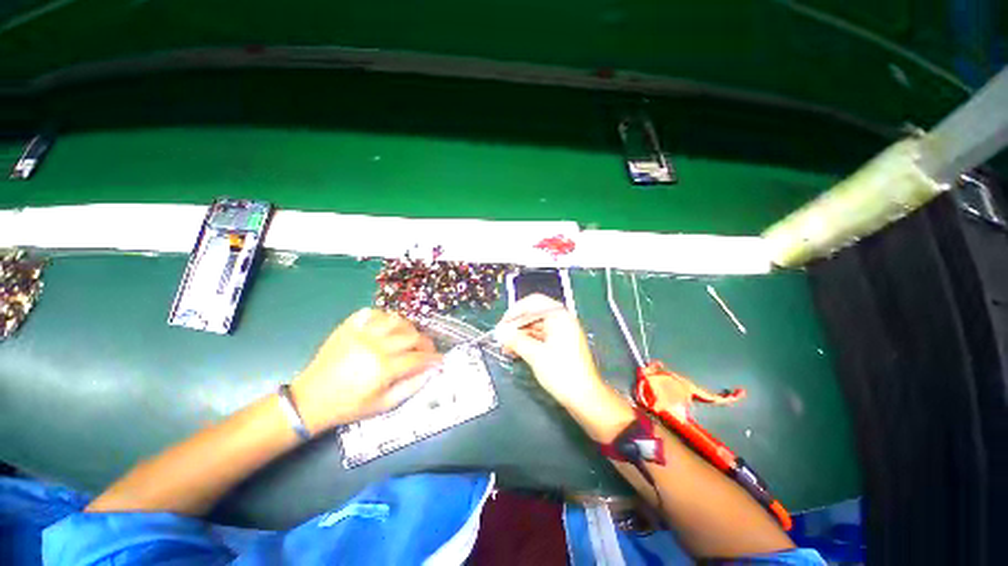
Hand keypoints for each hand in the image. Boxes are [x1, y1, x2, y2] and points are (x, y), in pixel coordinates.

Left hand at [291, 309, 441, 433]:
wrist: (310, 399)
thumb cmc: (349, 406)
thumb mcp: (383, 405)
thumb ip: (411, 387)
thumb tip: (432, 371)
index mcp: (383, 368)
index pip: (418, 358)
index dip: (433, 359)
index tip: (441, 360)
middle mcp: (375, 346)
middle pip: (411, 335)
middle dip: (425, 343)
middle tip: (427, 350)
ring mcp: (361, 333)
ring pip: (396, 320)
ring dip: (408, 328)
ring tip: (409, 337)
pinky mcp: (348, 327)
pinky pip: (373, 313)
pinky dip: (385, 317)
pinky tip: (388, 327)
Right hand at [494, 294, 634, 441]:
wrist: (585, 397)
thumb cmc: (561, 372)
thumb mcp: (535, 355)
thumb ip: (516, 340)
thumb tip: (499, 332)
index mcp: (559, 316)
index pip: (533, 303)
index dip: (515, 311)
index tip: (503, 324)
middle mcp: (561, 320)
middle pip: (534, 315)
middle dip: (516, 325)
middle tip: (501, 337)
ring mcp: (562, 332)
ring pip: (535, 327)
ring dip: (520, 335)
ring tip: (505, 347)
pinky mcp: (561, 344)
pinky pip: (541, 337)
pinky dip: (528, 342)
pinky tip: (515, 352)